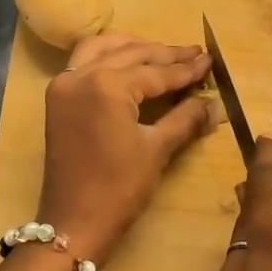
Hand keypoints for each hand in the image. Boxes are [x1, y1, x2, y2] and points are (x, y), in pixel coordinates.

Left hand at [37, 34, 216, 260]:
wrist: (73, 223)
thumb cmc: (119, 188)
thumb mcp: (157, 150)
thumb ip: (185, 119)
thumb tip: (214, 104)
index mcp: (107, 85)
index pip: (155, 71)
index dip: (185, 68)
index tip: (209, 59)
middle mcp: (82, 75)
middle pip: (130, 55)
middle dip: (164, 54)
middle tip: (194, 53)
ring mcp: (64, 85)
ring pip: (102, 49)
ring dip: (132, 47)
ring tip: (162, 53)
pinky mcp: (57, 98)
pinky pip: (83, 62)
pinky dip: (107, 56)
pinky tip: (127, 61)